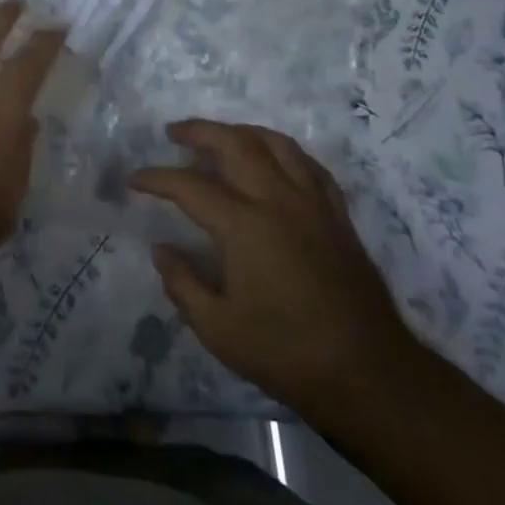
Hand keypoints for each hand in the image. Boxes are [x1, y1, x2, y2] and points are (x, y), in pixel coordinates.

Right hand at [132, 120, 422, 427]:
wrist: (369, 373)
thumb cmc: (287, 353)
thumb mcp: (218, 329)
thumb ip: (182, 284)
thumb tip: (162, 249)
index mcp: (244, 226)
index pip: (189, 186)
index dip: (156, 178)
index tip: (134, 179)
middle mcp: (278, 200)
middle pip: (235, 143)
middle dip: (199, 131)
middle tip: (174, 134)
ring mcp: (313, 203)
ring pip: (276, 143)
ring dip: (242, 131)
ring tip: (221, 137)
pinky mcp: (338, 215)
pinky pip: (309, 165)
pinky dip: (284, 152)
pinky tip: (274, 160)